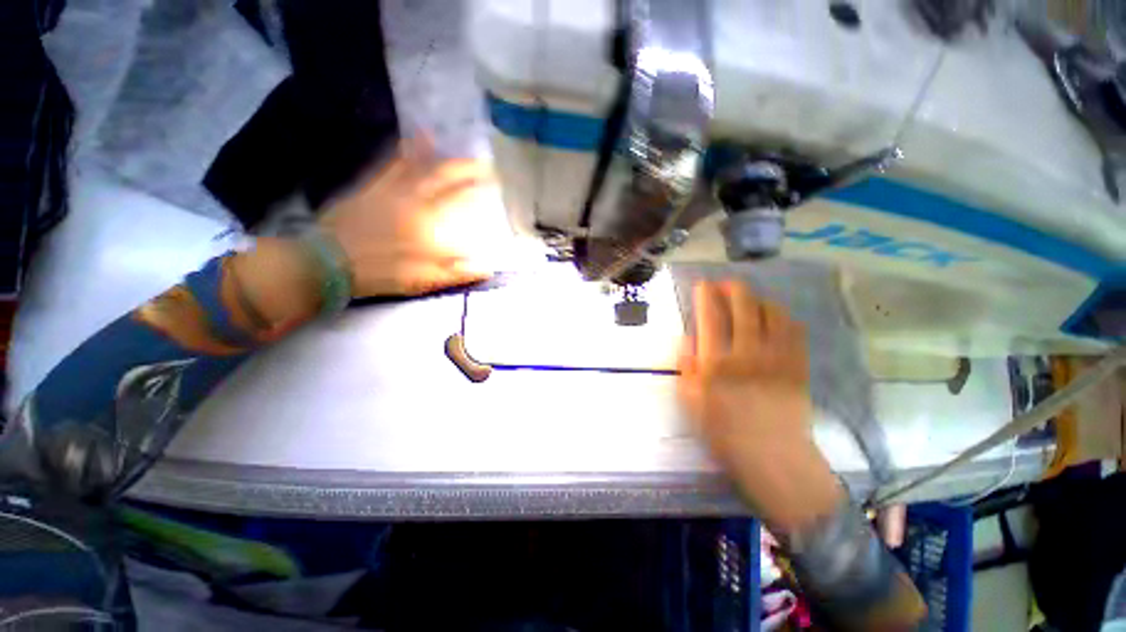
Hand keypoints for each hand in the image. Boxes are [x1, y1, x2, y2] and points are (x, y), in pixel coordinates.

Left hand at [319, 140, 500, 297]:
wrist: (328, 263)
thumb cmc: (381, 272)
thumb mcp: (423, 279)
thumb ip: (456, 272)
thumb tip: (487, 268)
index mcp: (426, 221)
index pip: (458, 197)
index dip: (476, 186)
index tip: (494, 178)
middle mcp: (410, 199)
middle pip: (440, 176)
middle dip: (463, 167)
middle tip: (479, 161)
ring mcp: (388, 191)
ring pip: (414, 166)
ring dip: (431, 154)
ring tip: (441, 140)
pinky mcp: (369, 189)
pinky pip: (389, 167)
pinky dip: (402, 154)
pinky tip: (408, 144)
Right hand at [678, 280, 843, 531]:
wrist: (772, 457)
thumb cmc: (723, 431)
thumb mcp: (691, 401)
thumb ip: (687, 367)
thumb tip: (690, 340)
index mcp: (716, 363)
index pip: (711, 316)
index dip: (705, 295)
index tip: (702, 285)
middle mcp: (747, 353)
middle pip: (743, 307)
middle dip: (733, 288)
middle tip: (725, 284)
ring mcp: (777, 357)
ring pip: (771, 313)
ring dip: (758, 299)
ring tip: (749, 299)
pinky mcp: (798, 365)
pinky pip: (794, 331)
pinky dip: (783, 317)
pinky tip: (775, 317)